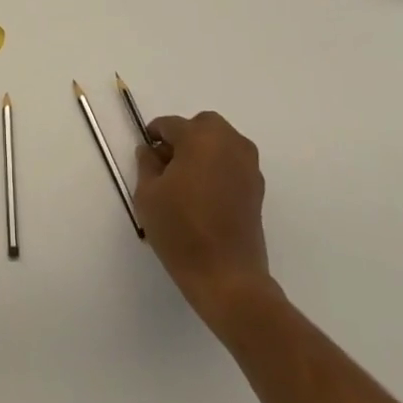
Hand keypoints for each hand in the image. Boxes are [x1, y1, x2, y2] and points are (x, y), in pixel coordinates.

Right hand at [134, 111, 276, 330]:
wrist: (227, 277)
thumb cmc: (181, 230)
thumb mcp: (148, 194)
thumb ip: (146, 163)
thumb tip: (150, 150)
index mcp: (200, 137)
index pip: (170, 125)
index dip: (154, 136)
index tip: (146, 154)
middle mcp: (229, 143)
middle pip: (202, 126)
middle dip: (183, 138)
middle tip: (167, 164)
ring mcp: (248, 165)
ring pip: (220, 143)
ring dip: (203, 151)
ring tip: (185, 182)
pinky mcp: (257, 188)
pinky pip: (232, 163)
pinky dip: (218, 168)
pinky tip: (203, 196)